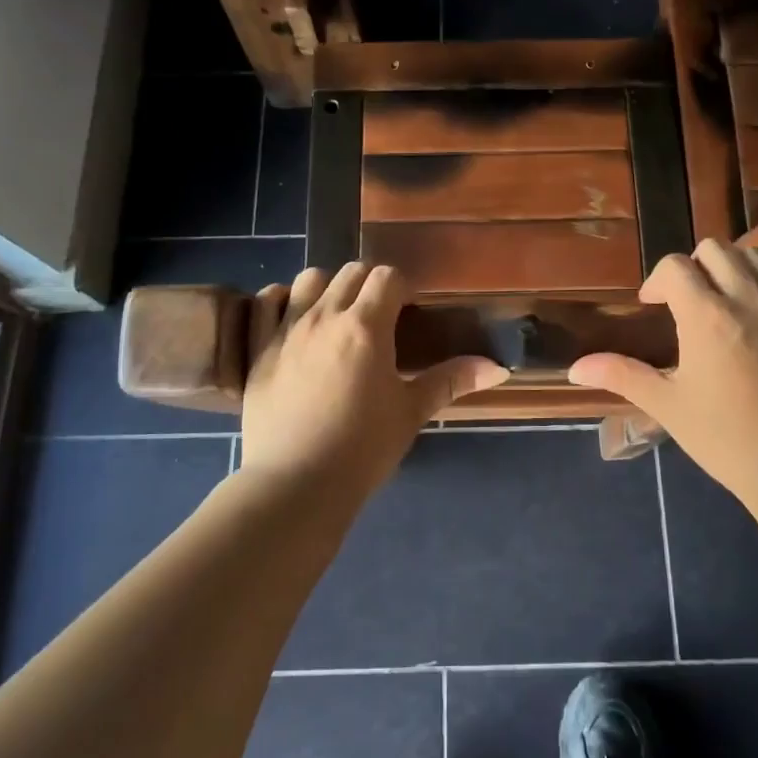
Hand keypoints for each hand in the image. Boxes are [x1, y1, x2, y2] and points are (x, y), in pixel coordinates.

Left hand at [240, 262, 507, 488]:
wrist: (296, 485)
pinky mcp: (259, 348)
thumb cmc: (363, 449)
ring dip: (328, 288)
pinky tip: (293, 319)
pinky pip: (266, 301)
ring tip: (337, 317)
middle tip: (379, 317)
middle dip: (370, 285)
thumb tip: (499, 367)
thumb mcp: (411, 412)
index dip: (402, 288)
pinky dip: (281, 300)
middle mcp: (325, 316)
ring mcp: (287, 329)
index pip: (387, 276)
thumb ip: (452, 381)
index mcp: (366, 326)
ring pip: (309, 278)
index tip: (408, 311)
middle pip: (351, 272)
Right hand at [569, 240, 757, 496]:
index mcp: (706, 315)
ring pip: (755, 256)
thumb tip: (575, 368)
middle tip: (687, 301)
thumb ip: (621, 375)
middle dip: (694, 267)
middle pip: (714, 249)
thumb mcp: (666, 404)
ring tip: (725, 300)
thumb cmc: (723, 436)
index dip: (657, 281)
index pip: (675, 266)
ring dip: (732, 269)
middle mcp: (746, 298)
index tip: (653, 306)